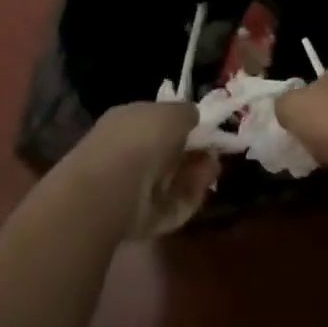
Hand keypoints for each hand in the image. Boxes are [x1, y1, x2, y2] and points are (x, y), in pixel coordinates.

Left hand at [68, 102, 220, 238]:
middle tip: (214, 155)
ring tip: (211, 170)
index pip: (158, 121)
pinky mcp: (141, 214)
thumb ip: (186, 112)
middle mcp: (127, 150)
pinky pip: (172, 203)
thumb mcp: (172, 112)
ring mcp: (132, 185)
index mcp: (128, 120)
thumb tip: (193, 117)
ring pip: (173, 178)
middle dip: (194, 154)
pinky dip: (189, 196)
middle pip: (169, 153)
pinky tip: (200, 189)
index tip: (207, 132)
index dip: (184, 126)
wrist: (113, 190)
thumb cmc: (140, 140)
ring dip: (196, 174)